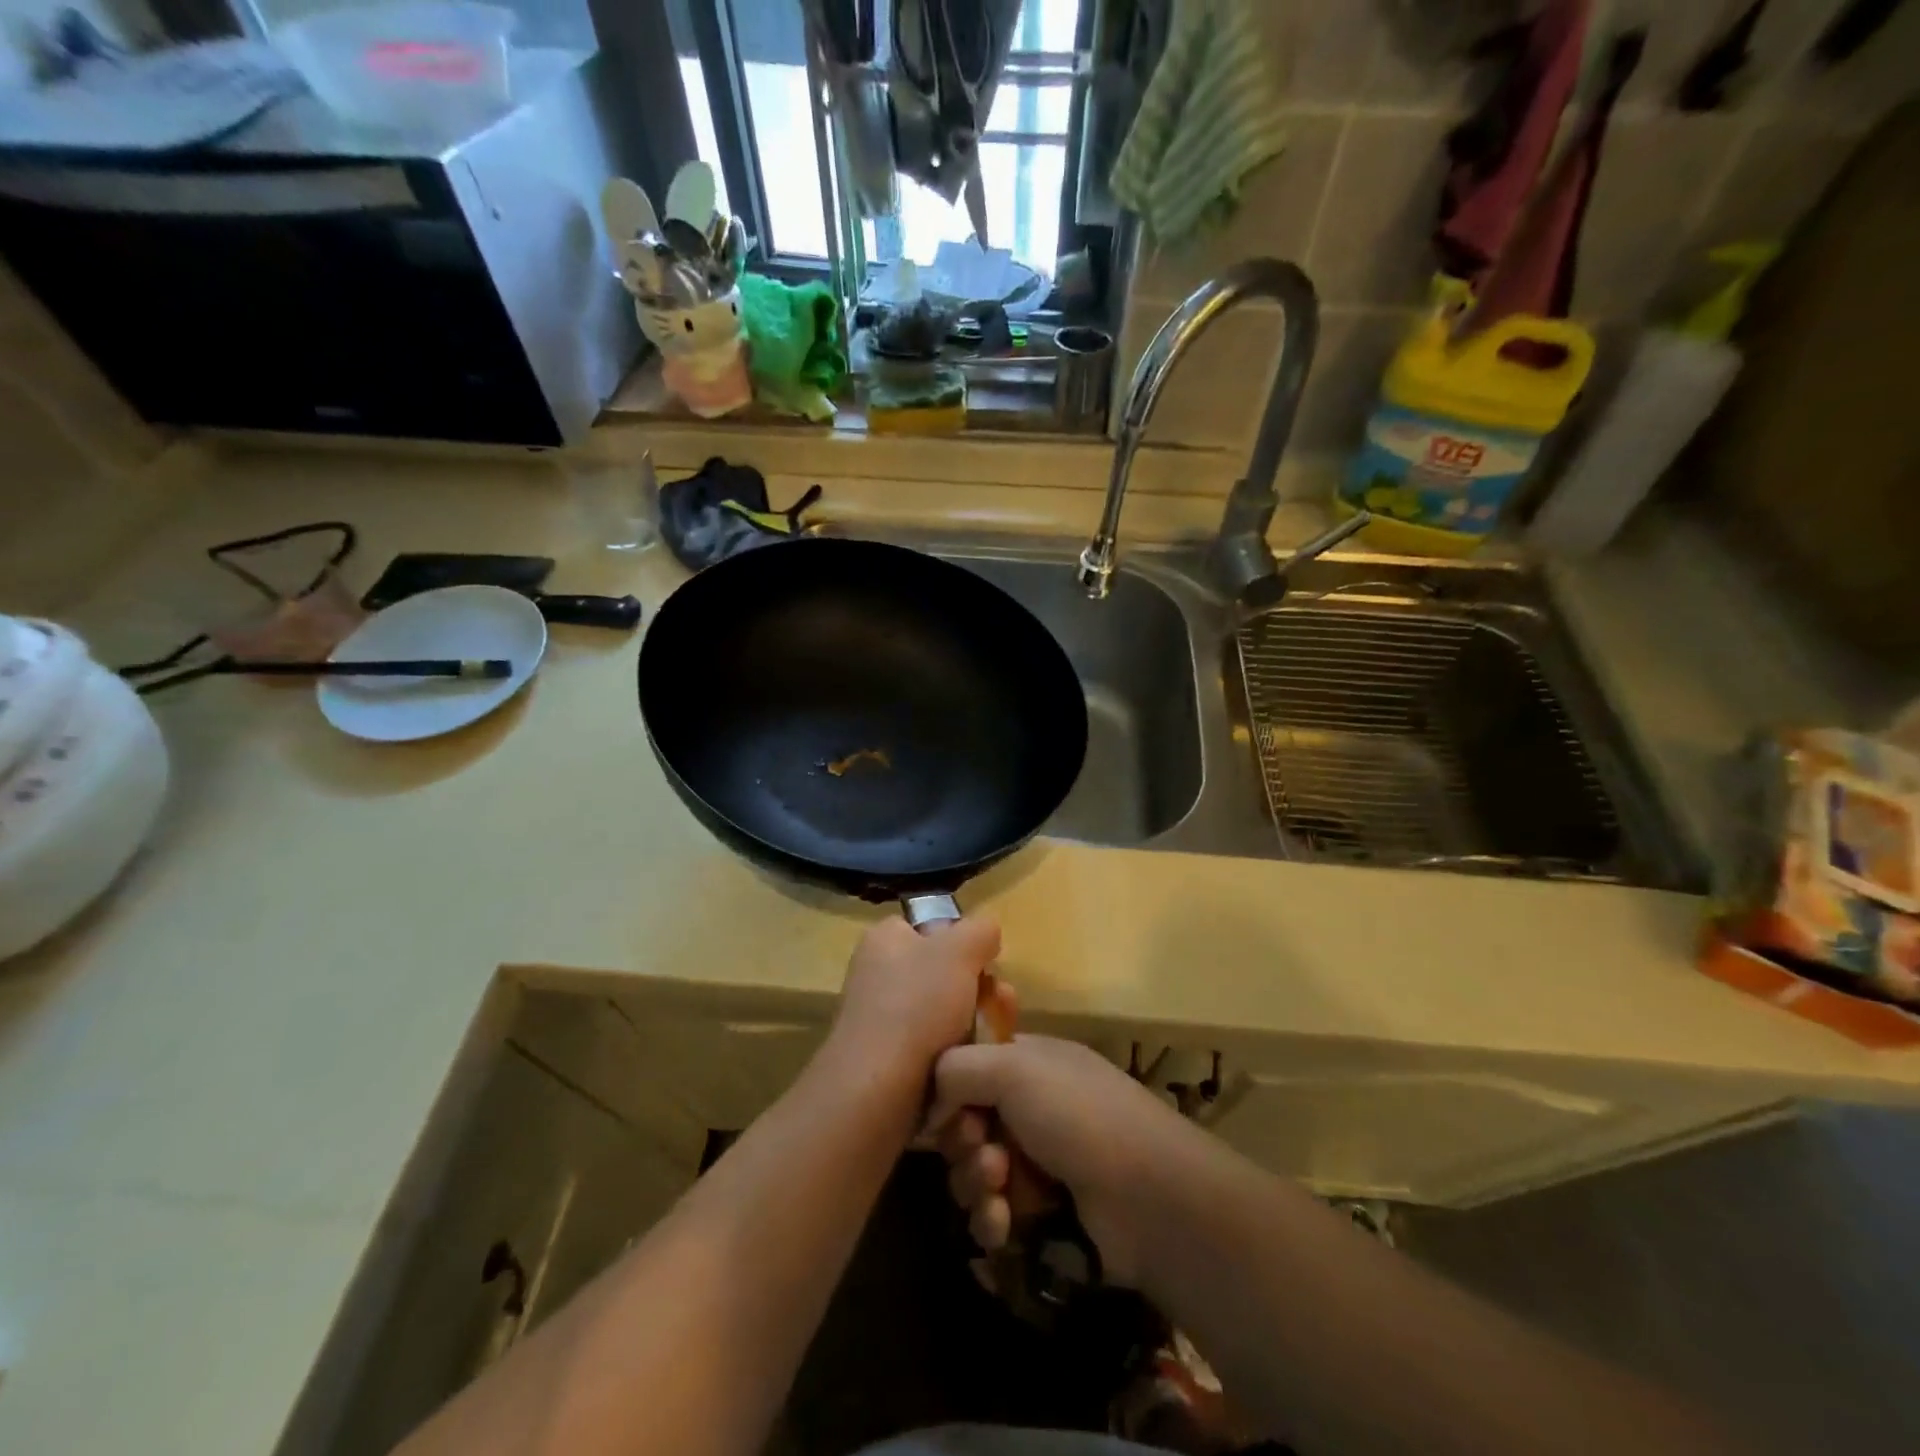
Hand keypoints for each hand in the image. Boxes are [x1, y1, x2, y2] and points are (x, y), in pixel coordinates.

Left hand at [828, 914, 1001, 1087]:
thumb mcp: (960, 950)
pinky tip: (972, 1064)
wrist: (876, 1091)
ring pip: (942, 1013)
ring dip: (974, 1023)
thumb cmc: (917, 1006)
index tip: (986, 964)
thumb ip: (980, 931)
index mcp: (885, 939)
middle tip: (1002, 1004)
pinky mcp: (886, 1061)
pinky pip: (932, 1049)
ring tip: (996, 1038)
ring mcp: (879, 1019)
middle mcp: (876, 974)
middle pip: (942, 973)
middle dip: (978, 989)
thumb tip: (986, 935)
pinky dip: (955, 1054)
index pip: (929, 927)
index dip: (962, 942)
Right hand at [923, 1035, 1203, 1286]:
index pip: (970, 1065)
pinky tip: (1003, 1226)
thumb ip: (957, 1068)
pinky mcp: (1043, 1213)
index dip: (950, 1089)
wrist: (1148, 1199)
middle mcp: (1032, 1104)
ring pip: (975, 1170)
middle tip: (983, 1153)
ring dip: (975, 1183)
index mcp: (1030, 1060)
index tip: (944, 1111)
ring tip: (999, 1192)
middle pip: (966, 1121)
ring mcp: (1039, 1159)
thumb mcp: (1013, 1069)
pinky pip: (994, 1213)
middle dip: (963, 1143)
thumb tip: (931, 1096)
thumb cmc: (1078, 1116)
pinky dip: (992, 1218)